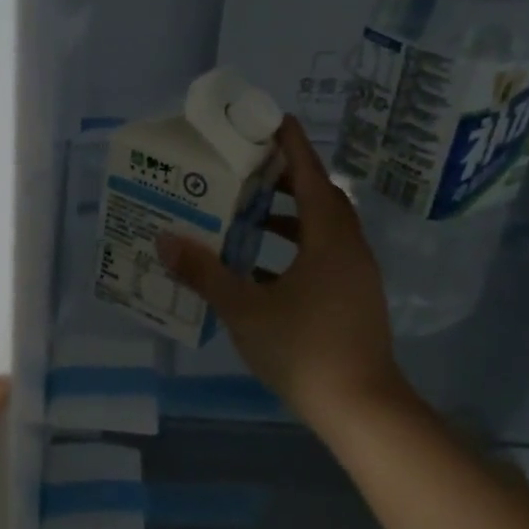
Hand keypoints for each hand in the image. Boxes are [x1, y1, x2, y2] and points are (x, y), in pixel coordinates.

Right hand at [158, 118, 419, 434]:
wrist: (362, 407)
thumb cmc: (304, 349)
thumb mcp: (245, 309)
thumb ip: (205, 273)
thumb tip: (166, 239)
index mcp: (328, 239)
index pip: (310, 176)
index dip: (292, 146)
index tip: (271, 120)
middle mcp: (348, 248)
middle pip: (320, 198)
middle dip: (286, 179)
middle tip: (247, 169)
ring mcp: (356, 275)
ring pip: (322, 229)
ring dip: (289, 217)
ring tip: (248, 215)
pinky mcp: (354, 298)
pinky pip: (323, 256)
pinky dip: (295, 249)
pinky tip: (261, 268)